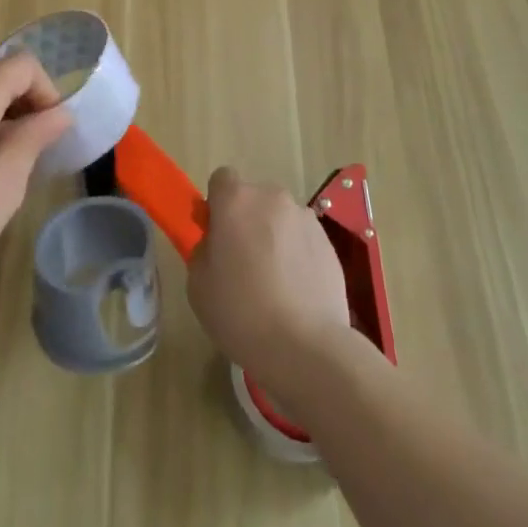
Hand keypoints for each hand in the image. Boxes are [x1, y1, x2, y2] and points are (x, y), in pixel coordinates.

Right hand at [186, 167, 351, 395]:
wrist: (306, 346)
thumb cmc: (241, 312)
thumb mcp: (198, 284)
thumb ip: (203, 250)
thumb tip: (216, 242)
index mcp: (236, 200)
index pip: (222, 179)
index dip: (217, 205)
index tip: (217, 236)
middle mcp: (272, 197)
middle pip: (254, 199)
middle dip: (247, 221)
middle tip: (243, 264)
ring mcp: (305, 218)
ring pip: (280, 219)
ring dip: (274, 237)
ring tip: (275, 284)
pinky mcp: (328, 242)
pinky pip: (303, 240)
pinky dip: (298, 255)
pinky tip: (297, 293)